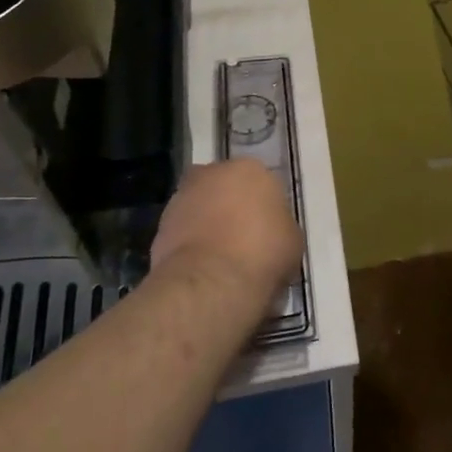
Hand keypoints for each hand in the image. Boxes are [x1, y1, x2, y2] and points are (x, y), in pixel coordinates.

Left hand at [146, 161, 303, 306]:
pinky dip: (192, 244)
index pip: (261, 182)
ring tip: (224, 258)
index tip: (270, 229)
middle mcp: (212, 173)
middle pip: (225, 188)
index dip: (265, 206)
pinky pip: (184, 231)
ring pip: (201, 207)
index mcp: (250, 169)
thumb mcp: (292, 238)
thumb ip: (279, 224)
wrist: (212, 282)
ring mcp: (181, 198)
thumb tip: (270, 230)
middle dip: (232, 207)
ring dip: (208, 224)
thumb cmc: (263, 252)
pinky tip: (206, 267)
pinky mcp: (159, 226)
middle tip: (245, 238)